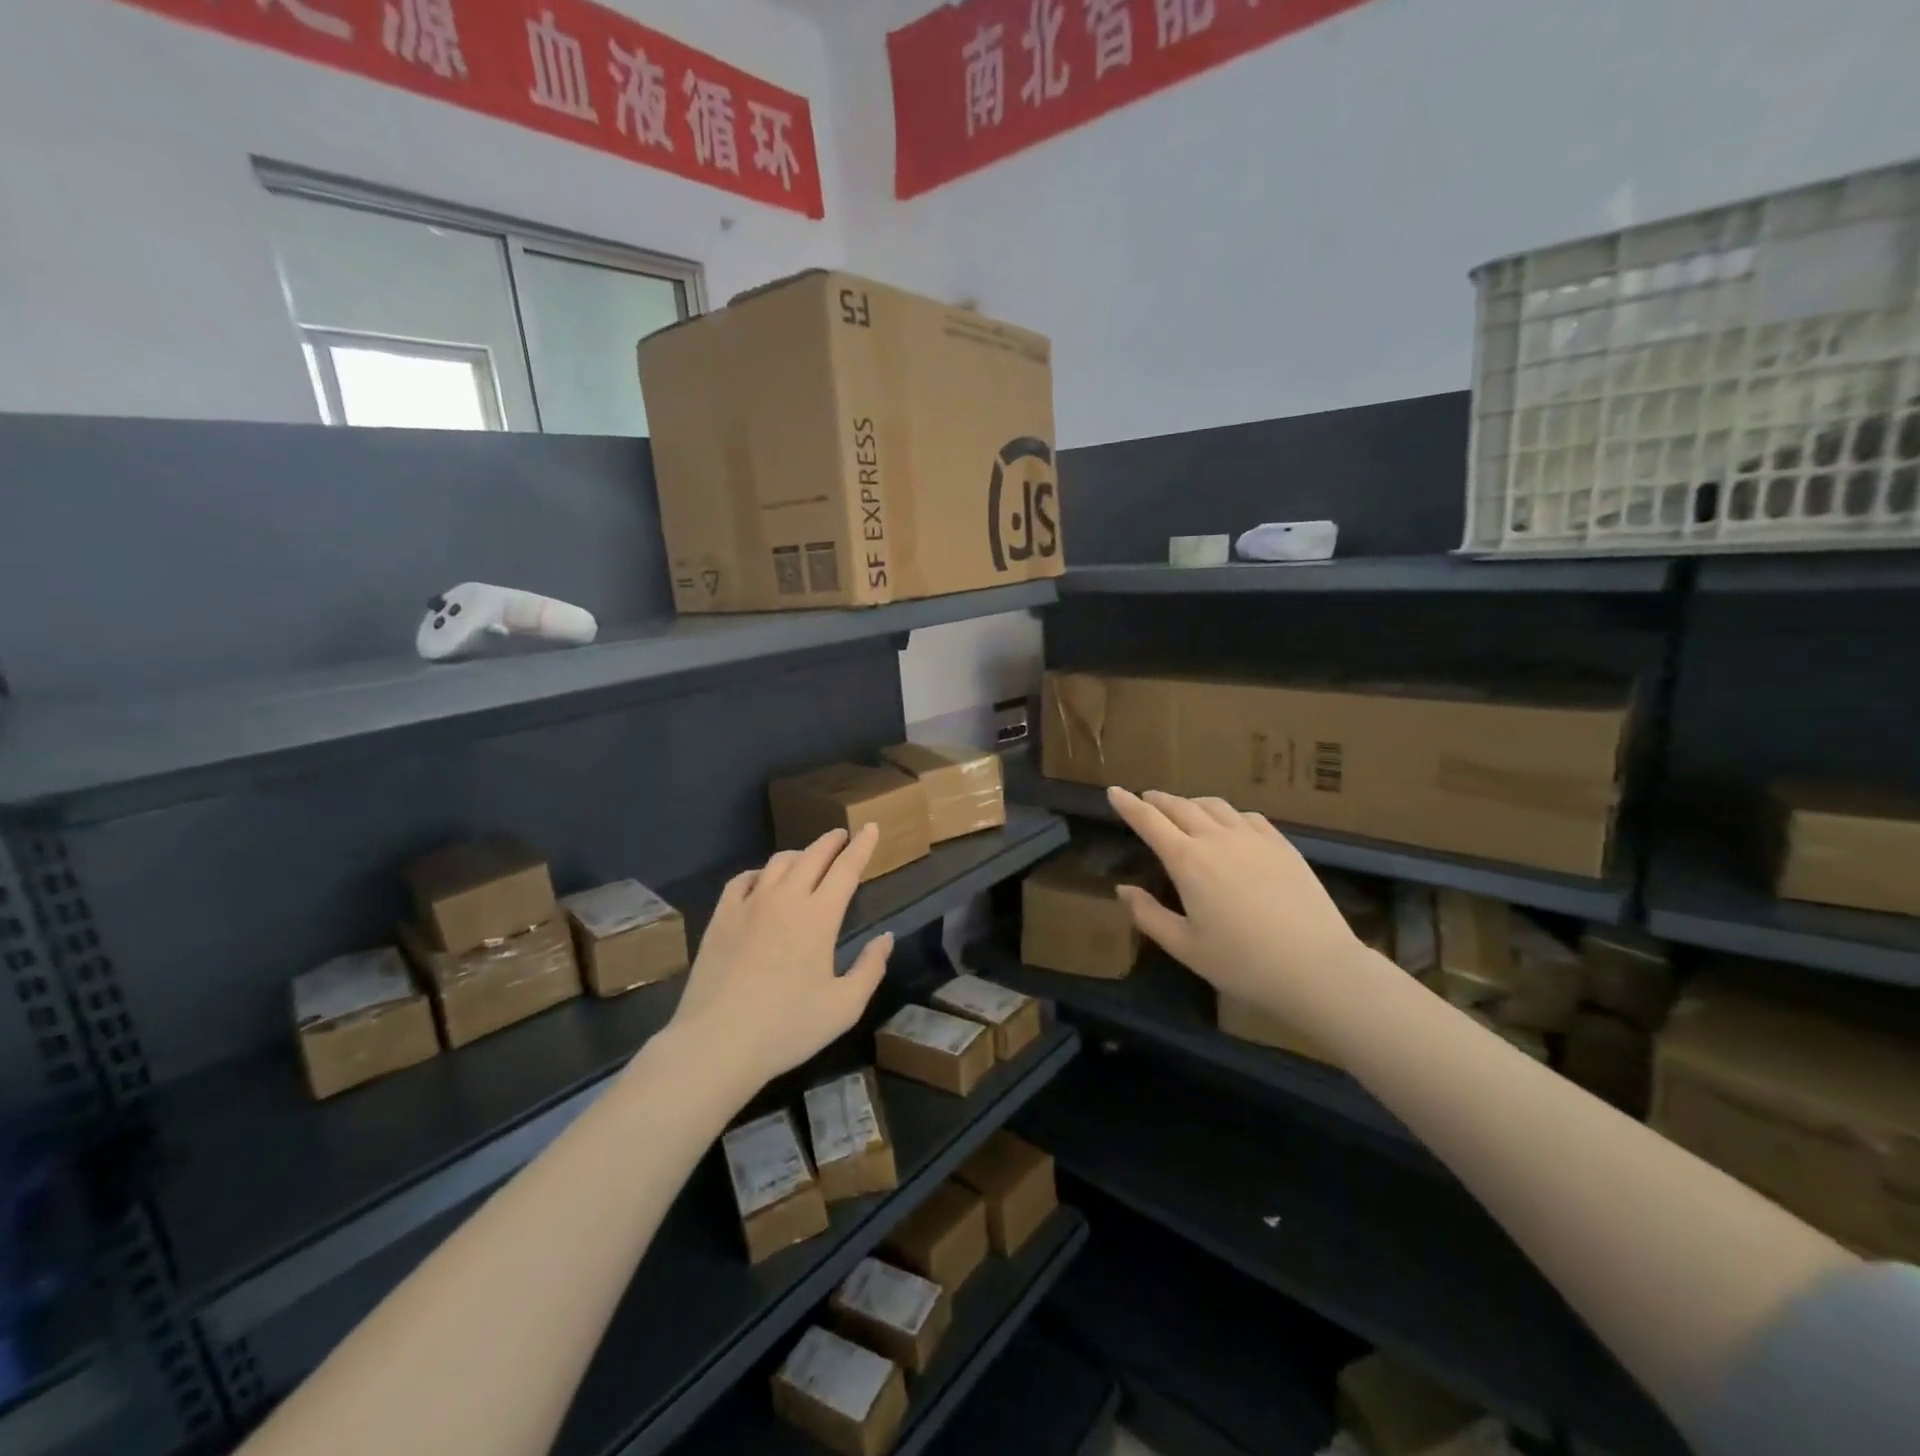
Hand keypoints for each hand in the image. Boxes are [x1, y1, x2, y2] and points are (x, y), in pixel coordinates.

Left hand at [669, 824, 893, 1090]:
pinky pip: (742, 880)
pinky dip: (759, 872)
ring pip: (777, 862)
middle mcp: (785, 899)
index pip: (846, 868)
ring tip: (807, 858)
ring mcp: (749, 905)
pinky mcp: (720, 918)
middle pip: (812, 856)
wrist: (717, 1042)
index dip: (862, 846)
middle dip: (832, 841)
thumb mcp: (844, 1007)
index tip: (871, 827)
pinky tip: (761, 880)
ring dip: (799, 854)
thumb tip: (885, 938)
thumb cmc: (788, 1028)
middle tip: (842, 836)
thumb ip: (870, 968)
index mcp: (819, 916)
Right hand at [1108, 787, 1363, 1017]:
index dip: (1128, 805)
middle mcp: (1217, 838)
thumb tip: (1123, 889)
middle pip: (1180, 806)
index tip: (1113, 791)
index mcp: (1188, 861)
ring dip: (1191, 802)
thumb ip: (1148, 915)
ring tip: (1184, 809)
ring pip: (1214, 806)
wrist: (1316, 967)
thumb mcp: (1184, 947)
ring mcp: (1253, 838)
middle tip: (1145, 799)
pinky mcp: (1282, 845)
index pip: (1149, 822)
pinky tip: (1229, 824)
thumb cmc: (1242, 963)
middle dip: (1158, 800)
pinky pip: (1247, 816)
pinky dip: (1227, 813)